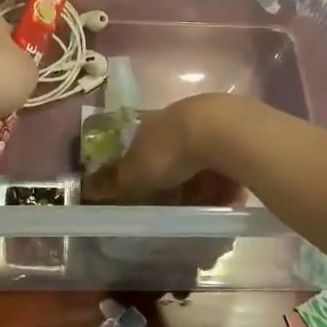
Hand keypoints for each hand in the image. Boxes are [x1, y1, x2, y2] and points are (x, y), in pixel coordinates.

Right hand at [92, 94, 233, 203]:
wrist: (222, 131)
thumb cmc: (169, 151)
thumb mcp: (135, 173)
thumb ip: (114, 181)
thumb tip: (88, 188)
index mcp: (150, 124)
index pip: (140, 144)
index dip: (141, 166)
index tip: (145, 189)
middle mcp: (178, 119)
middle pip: (174, 151)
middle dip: (176, 178)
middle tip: (178, 205)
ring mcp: (209, 123)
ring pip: (203, 158)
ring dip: (204, 182)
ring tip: (206, 207)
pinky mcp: (238, 133)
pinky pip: (229, 163)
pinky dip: (227, 182)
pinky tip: (229, 200)